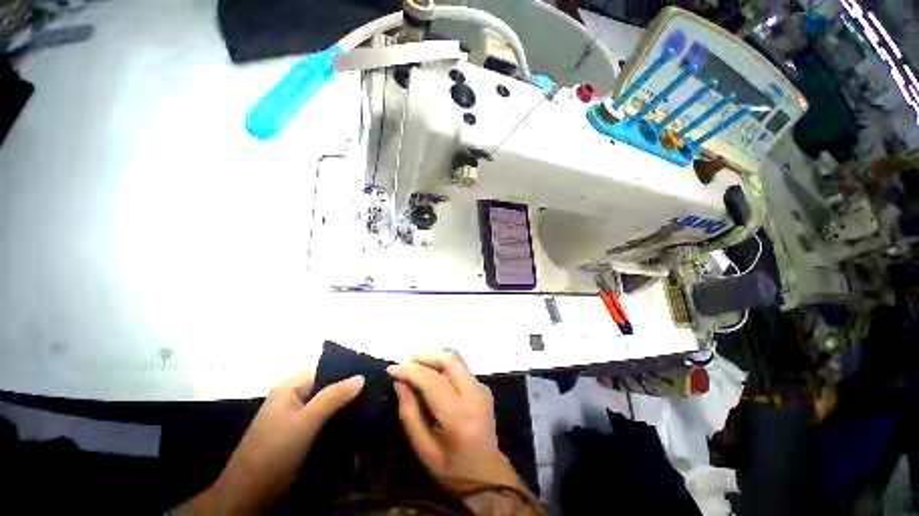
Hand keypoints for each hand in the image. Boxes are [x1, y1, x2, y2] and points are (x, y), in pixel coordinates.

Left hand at [177, 372, 363, 514]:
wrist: (248, 496)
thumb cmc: (275, 451)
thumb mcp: (306, 421)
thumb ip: (334, 396)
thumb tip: (361, 376)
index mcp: (291, 388)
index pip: (326, 372)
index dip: (348, 374)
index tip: (371, 379)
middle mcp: (293, 399)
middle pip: (327, 389)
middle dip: (349, 393)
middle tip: (374, 395)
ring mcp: (295, 419)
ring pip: (327, 407)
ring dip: (345, 409)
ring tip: (371, 408)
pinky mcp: (299, 436)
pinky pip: (323, 422)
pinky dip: (337, 422)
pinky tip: (355, 425)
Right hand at [387, 351, 521, 491]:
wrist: (488, 475)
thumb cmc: (452, 468)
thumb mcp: (423, 449)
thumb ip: (409, 414)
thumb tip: (400, 383)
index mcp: (459, 415)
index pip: (433, 380)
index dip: (410, 370)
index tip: (392, 368)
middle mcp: (474, 395)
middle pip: (450, 359)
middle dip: (426, 355)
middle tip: (406, 359)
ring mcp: (482, 388)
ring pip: (456, 360)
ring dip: (434, 357)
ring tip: (415, 364)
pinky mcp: (483, 387)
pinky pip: (461, 368)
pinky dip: (443, 366)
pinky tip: (431, 375)